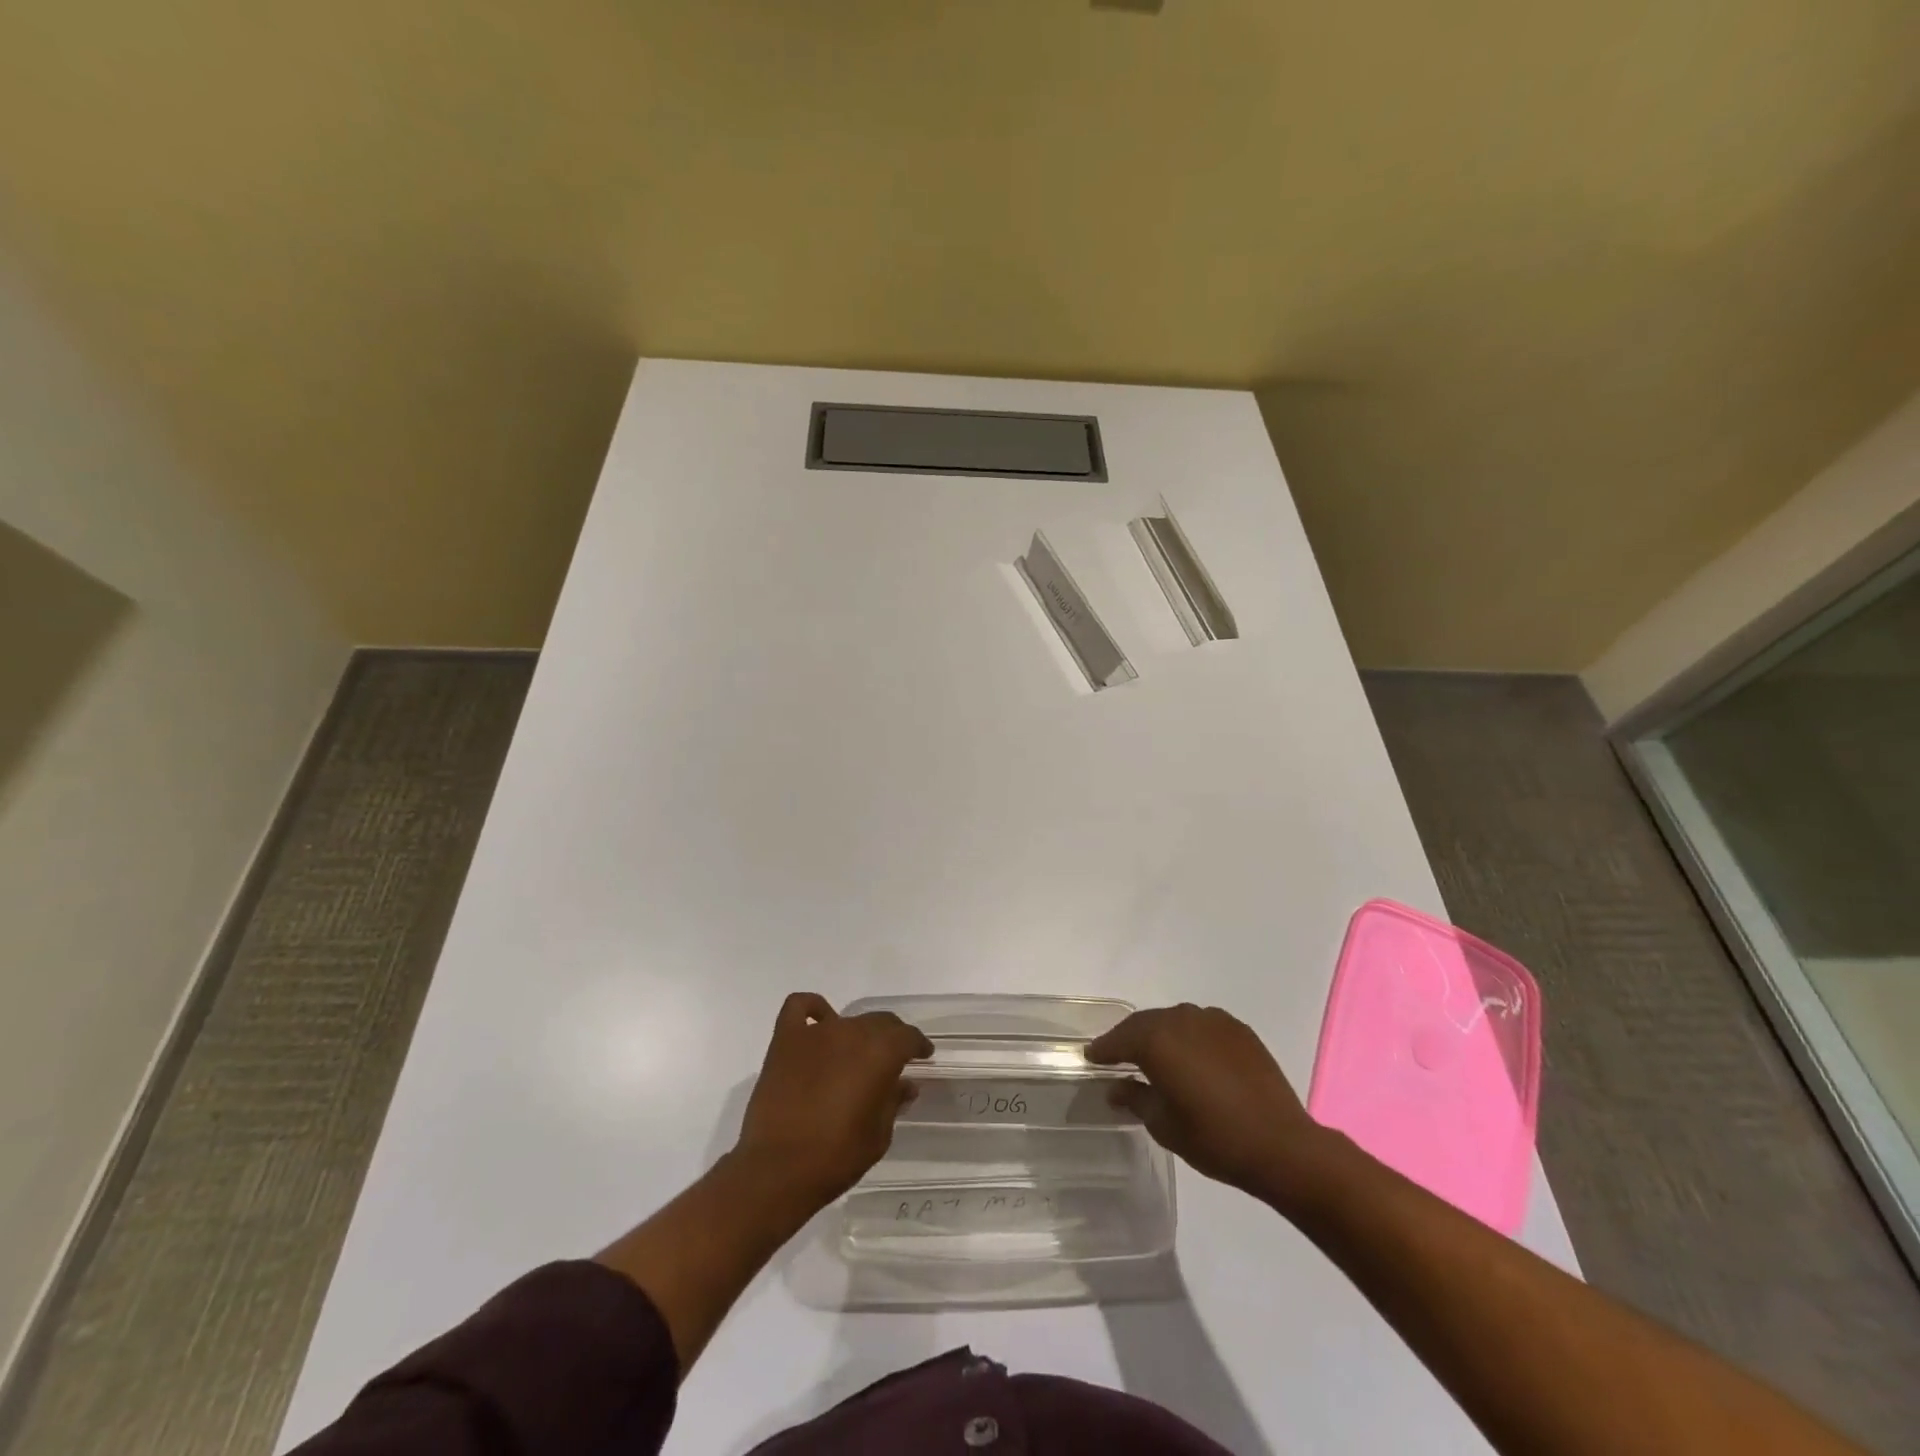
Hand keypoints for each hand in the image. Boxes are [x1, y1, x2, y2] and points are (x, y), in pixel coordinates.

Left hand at [733, 992, 932, 1207]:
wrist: (777, 1171)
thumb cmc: (836, 1157)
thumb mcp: (878, 1135)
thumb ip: (893, 1102)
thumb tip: (904, 1084)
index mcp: (880, 1053)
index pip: (908, 1037)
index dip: (919, 1045)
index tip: (923, 1056)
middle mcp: (851, 1033)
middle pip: (879, 1022)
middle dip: (891, 1038)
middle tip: (893, 1059)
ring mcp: (815, 1033)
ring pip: (847, 1020)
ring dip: (857, 1033)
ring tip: (856, 1054)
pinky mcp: (786, 1040)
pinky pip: (800, 1008)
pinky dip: (812, 1009)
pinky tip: (818, 1022)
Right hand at [1086, 1003, 1329, 1207]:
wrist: (1282, 1145)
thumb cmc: (1214, 1139)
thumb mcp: (1163, 1125)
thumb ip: (1135, 1098)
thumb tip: (1116, 1087)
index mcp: (1156, 1040)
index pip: (1119, 1039)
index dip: (1103, 1050)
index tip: (1091, 1057)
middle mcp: (1180, 1019)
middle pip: (1145, 1023)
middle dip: (1130, 1039)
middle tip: (1119, 1056)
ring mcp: (1212, 1020)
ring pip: (1174, 1021)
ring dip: (1161, 1035)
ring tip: (1157, 1056)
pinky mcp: (1238, 1029)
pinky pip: (1202, 1026)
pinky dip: (1190, 1037)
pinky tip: (1193, 1057)